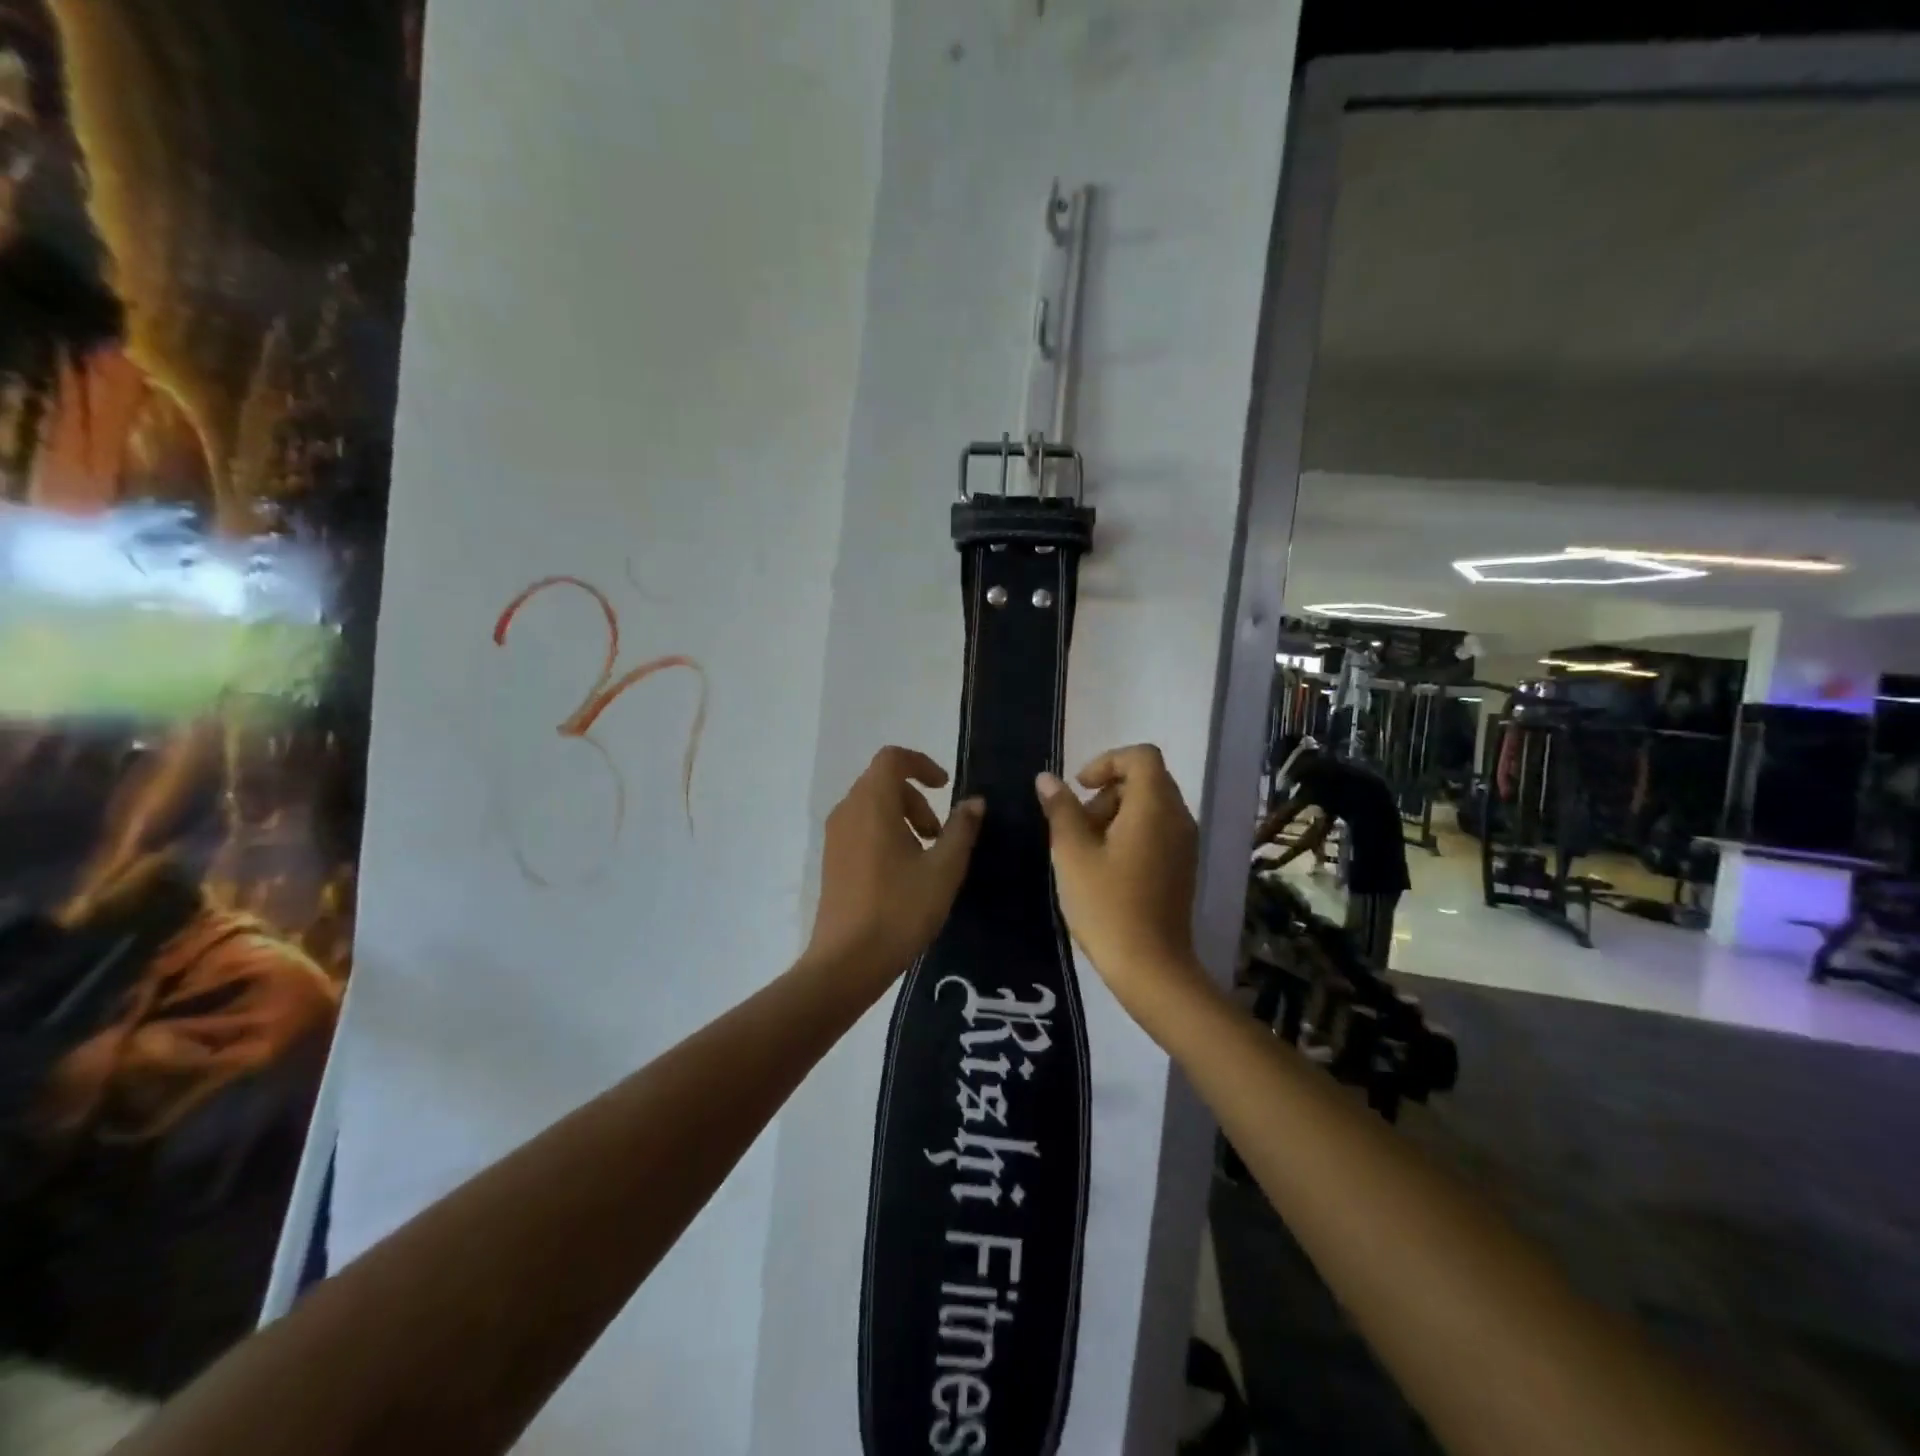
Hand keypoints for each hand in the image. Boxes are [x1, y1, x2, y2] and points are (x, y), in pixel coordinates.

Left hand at [806, 747, 983, 986]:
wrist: (847, 961)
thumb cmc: (900, 909)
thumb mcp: (944, 869)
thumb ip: (961, 829)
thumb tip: (975, 802)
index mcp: (872, 804)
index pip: (892, 758)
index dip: (921, 764)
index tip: (946, 787)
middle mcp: (848, 811)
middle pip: (883, 782)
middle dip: (917, 799)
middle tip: (939, 835)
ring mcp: (835, 836)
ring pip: (872, 806)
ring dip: (903, 818)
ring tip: (926, 857)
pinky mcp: (831, 859)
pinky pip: (860, 828)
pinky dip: (885, 834)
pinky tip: (903, 873)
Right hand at [1035, 744, 1208, 1019]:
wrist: (1150, 967)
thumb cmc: (1107, 905)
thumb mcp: (1072, 854)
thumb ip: (1060, 809)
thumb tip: (1047, 779)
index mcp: (1155, 807)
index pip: (1141, 756)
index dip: (1107, 761)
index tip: (1079, 787)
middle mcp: (1178, 818)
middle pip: (1145, 780)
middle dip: (1106, 791)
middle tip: (1077, 825)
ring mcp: (1184, 844)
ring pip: (1149, 807)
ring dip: (1115, 814)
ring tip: (1085, 851)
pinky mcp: (1181, 867)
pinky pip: (1156, 831)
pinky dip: (1129, 834)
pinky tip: (1104, 868)